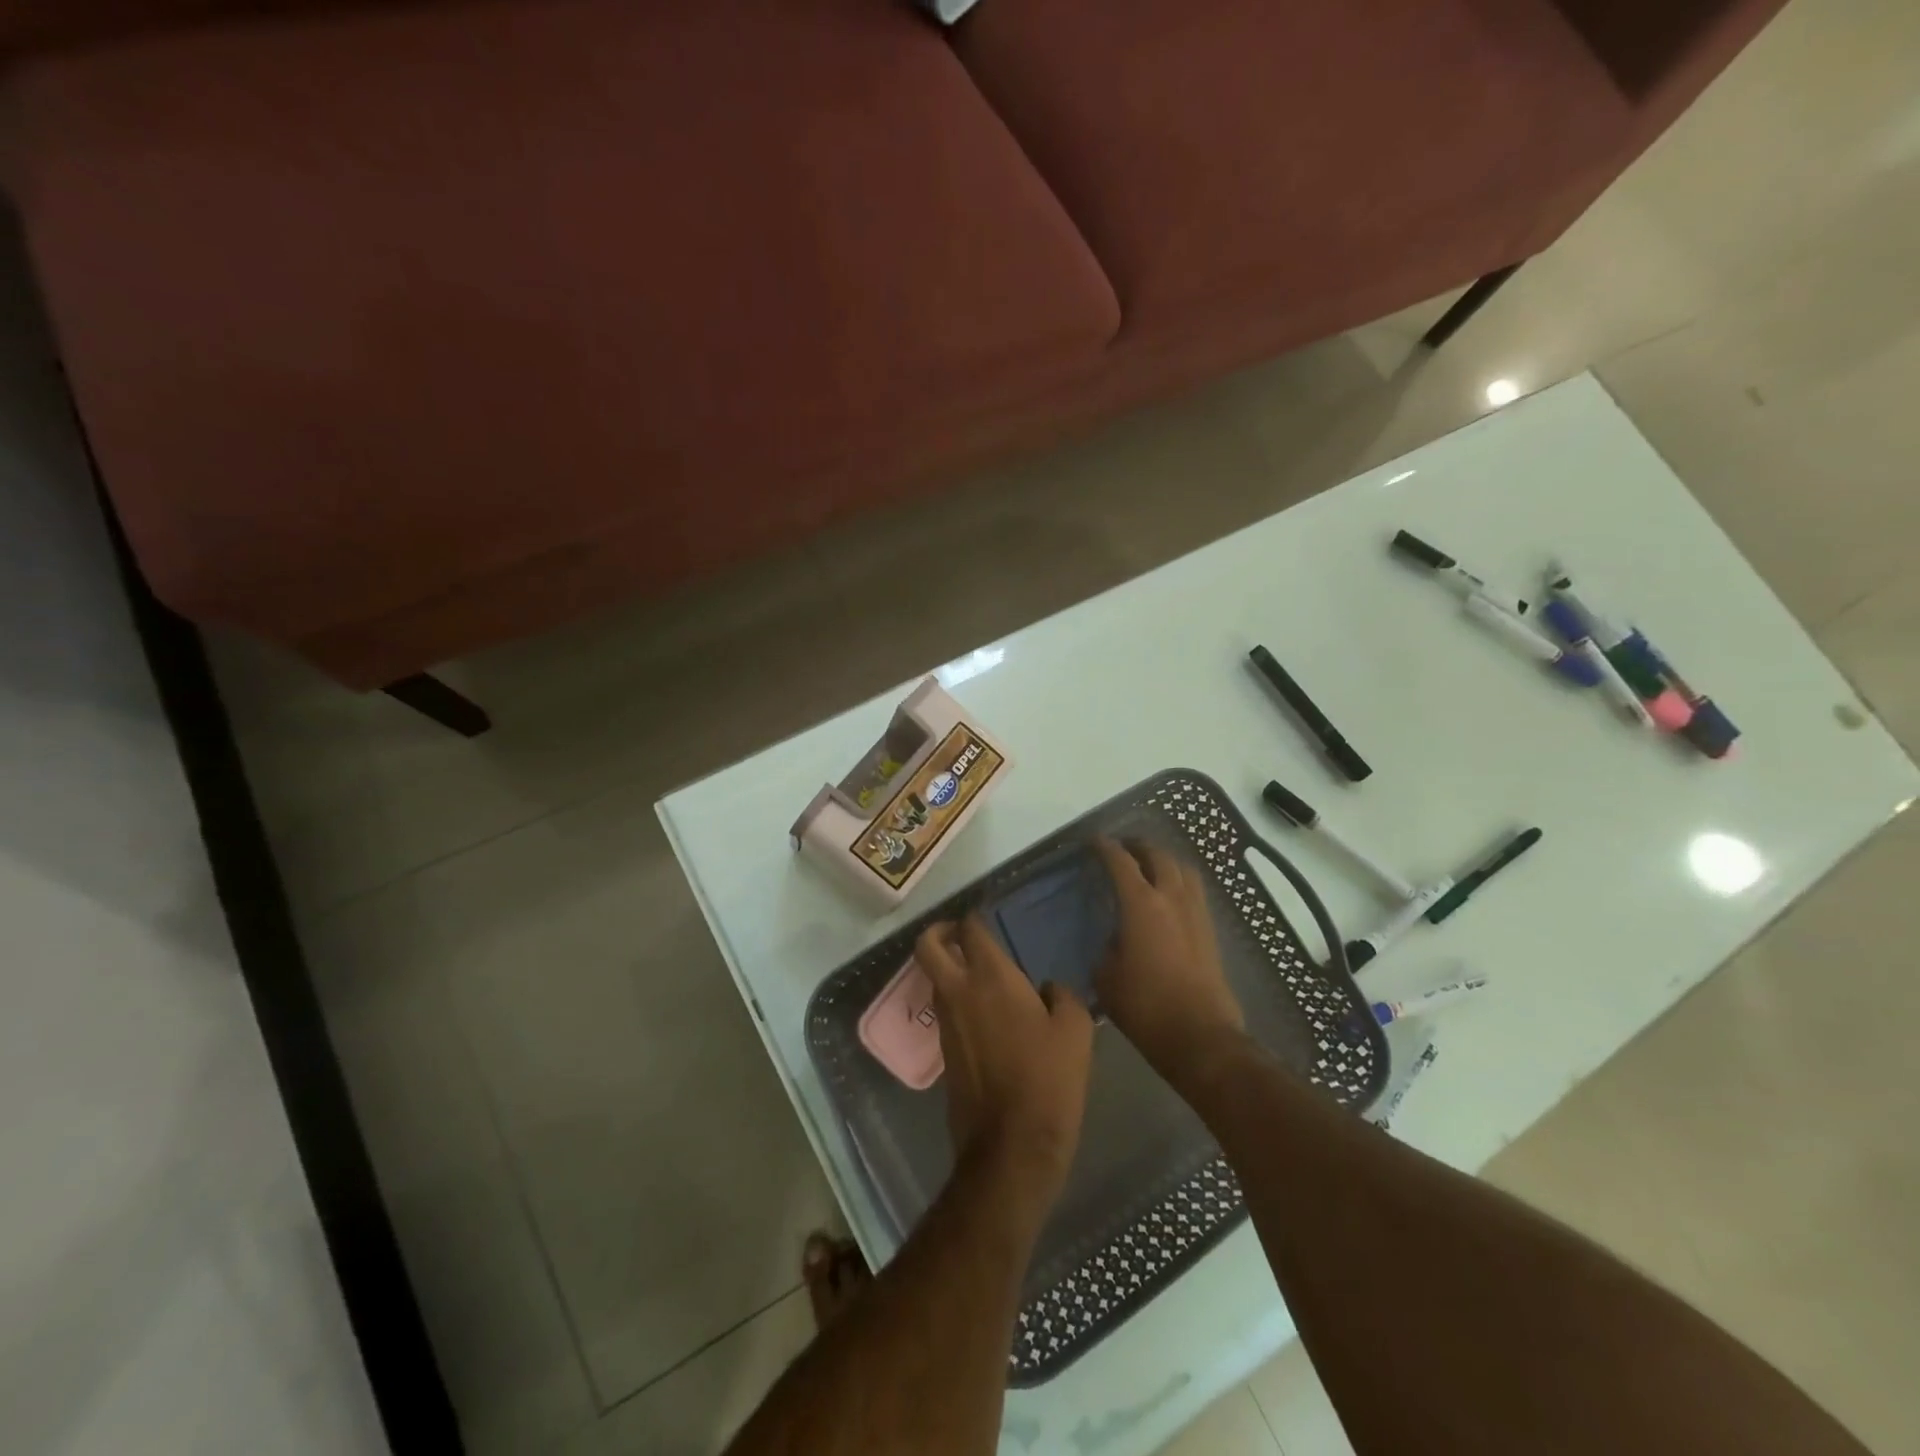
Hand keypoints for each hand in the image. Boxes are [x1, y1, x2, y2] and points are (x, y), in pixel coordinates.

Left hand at [915, 916, 1093, 1202]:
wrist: (1012, 1146)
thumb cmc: (1048, 1080)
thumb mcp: (1074, 1030)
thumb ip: (1062, 996)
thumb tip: (1047, 989)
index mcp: (990, 978)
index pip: (970, 929)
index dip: (975, 917)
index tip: (987, 916)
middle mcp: (958, 992)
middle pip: (928, 946)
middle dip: (939, 932)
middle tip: (962, 934)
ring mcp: (945, 1024)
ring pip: (935, 980)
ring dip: (949, 969)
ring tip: (984, 977)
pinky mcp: (943, 1053)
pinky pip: (945, 1012)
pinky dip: (958, 1002)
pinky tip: (989, 1017)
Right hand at [1093, 837, 1245, 1083]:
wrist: (1199, 1035)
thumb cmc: (1145, 1006)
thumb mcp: (1106, 977)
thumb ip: (1107, 949)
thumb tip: (1115, 941)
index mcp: (1141, 904)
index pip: (1120, 862)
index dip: (1105, 848)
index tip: (1094, 842)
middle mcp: (1171, 898)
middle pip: (1157, 855)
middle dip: (1138, 847)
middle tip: (1122, 849)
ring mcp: (1195, 912)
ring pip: (1183, 869)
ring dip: (1164, 860)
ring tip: (1149, 866)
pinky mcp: (1210, 931)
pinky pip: (1194, 890)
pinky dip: (1179, 881)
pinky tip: (1169, 896)